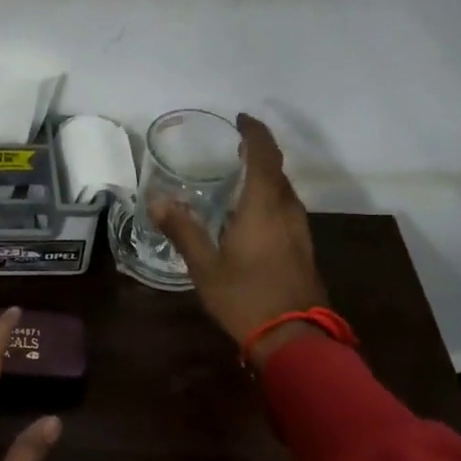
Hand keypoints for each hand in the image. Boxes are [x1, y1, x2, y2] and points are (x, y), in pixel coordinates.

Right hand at [152, 113, 329, 363]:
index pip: (265, 156)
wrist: (295, 341)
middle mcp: (288, 212)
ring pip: (285, 194)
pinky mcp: (304, 251)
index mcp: (264, 207)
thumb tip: (157, 200)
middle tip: (234, 151)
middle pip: (278, 172)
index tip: (241, 119)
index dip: (255, 133)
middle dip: (259, 156)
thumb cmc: (246, 297)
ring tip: (240, 180)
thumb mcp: (204, 266)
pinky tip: (252, 218)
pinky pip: (287, 212)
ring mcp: (301, 233)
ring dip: (266, 180)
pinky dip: (270, 201)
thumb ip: (183, 230)